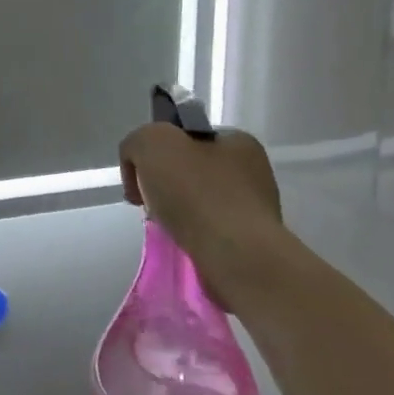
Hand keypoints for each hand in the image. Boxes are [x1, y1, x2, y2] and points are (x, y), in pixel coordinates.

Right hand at [118, 123, 289, 310]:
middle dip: (163, 184)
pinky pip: (208, 230)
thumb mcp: (151, 142)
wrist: (236, 257)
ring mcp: (255, 210)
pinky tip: (182, 242)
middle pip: (189, 170)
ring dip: (175, 211)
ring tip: (164, 225)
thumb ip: (138, 141)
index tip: (144, 174)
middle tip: (149, 202)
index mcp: (238, 141)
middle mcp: (253, 171)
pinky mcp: (251, 244)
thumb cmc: (197, 192)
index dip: (157, 151)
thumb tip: (140, 164)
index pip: (186, 137)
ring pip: (197, 202)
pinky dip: (189, 235)